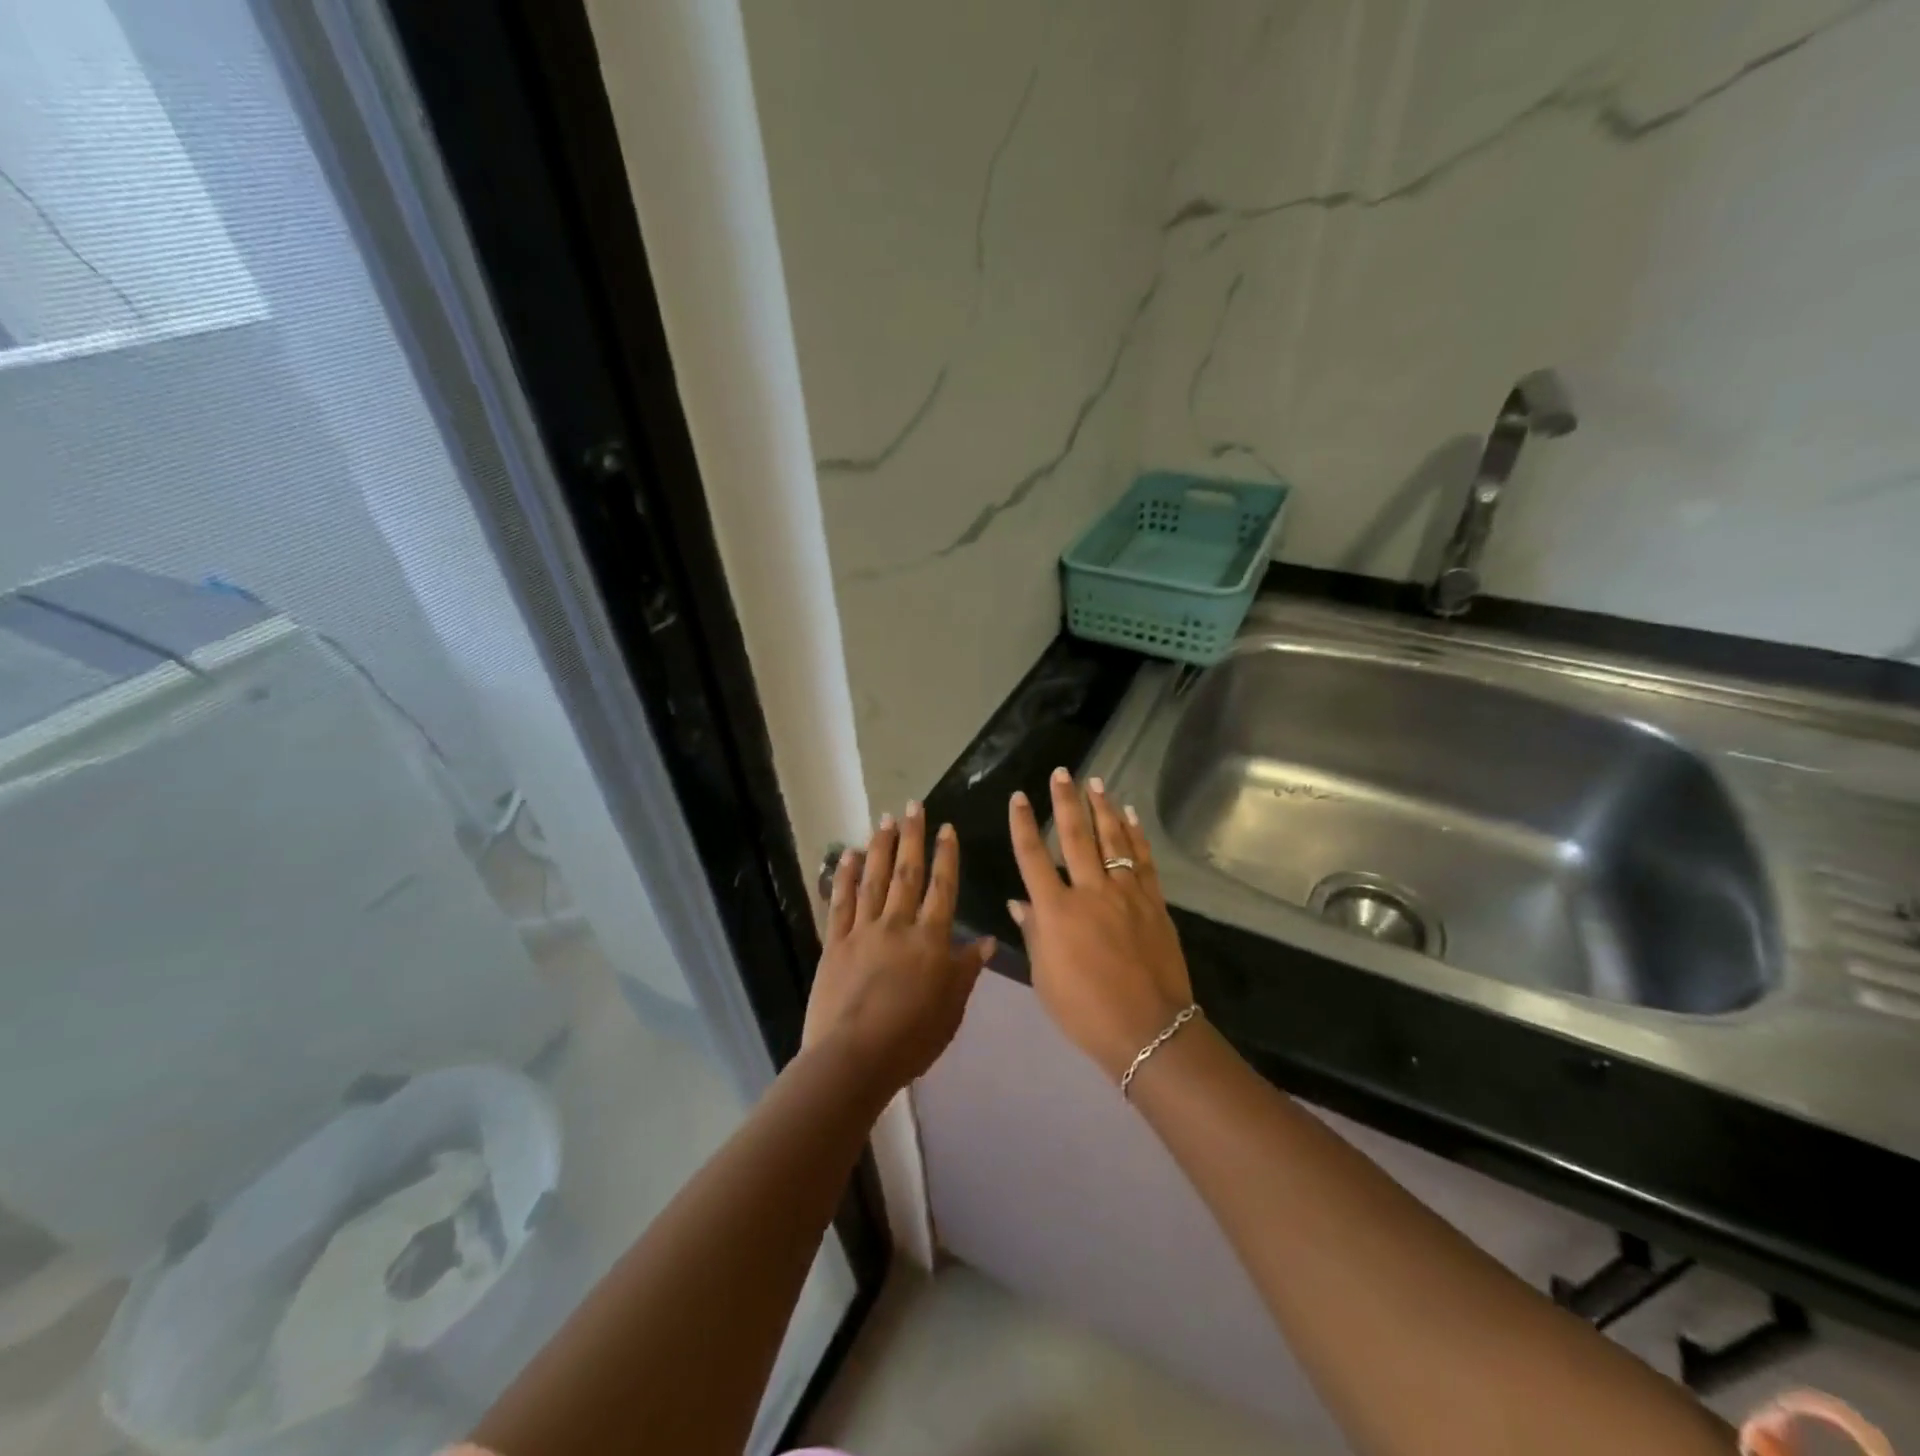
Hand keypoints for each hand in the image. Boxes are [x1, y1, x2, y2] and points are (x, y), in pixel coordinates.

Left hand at [804, 803, 994, 1095]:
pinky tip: (848, 856)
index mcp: (930, 940)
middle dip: (912, 837)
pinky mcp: (835, 943)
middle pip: (907, 873)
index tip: (946, 828)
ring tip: (885, 819)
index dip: (946, 856)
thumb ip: (966, 970)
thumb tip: (987, 940)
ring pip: (874, 880)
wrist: (854, 1057)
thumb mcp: (952, 1008)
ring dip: (880, 847)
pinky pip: (841, 903)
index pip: (942, 888)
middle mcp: (898, 925)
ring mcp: (863, 931)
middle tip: (913, 806)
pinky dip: (845, 877)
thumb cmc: (912, 1039)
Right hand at [1009, 769, 1193, 1081]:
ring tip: (1096, 782)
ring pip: (1112, 840)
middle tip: (1062, 773)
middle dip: (1066, 801)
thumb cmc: (1085, 1011)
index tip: (1019, 797)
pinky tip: (1131, 815)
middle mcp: (1089, 892)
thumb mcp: (1045, 978)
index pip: (1033, 857)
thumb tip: (1019, 901)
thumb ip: (1033, 933)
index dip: (1023, 824)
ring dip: (1103, 808)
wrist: (1149, 1030)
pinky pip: (1143, 860)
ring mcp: (1125, 894)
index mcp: (1056, 911)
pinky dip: (1136, 835)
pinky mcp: (1153, 902)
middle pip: (1075, 836)